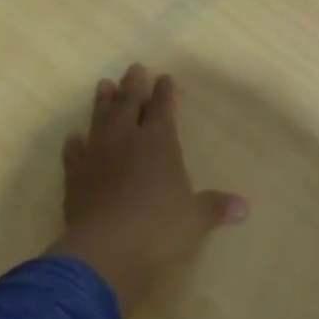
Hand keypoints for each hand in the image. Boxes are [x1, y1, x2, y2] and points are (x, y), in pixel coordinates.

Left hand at [50, 64, 247, 312]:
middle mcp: (127, 142)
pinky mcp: (75, 178)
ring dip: (103, 103)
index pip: (163, 109)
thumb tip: (245, 207)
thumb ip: (216, 207)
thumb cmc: (158, 228)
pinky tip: (74, 138)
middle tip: (134, 68)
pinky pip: (73, 154)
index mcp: (159, 143)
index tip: (164, 76)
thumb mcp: (195, 218)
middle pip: (129, 105)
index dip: (165, 93)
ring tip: (104, 84)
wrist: (104, 250)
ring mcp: (97, 157)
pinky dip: (74, 144)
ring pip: (100, 121)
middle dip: (134, 86)